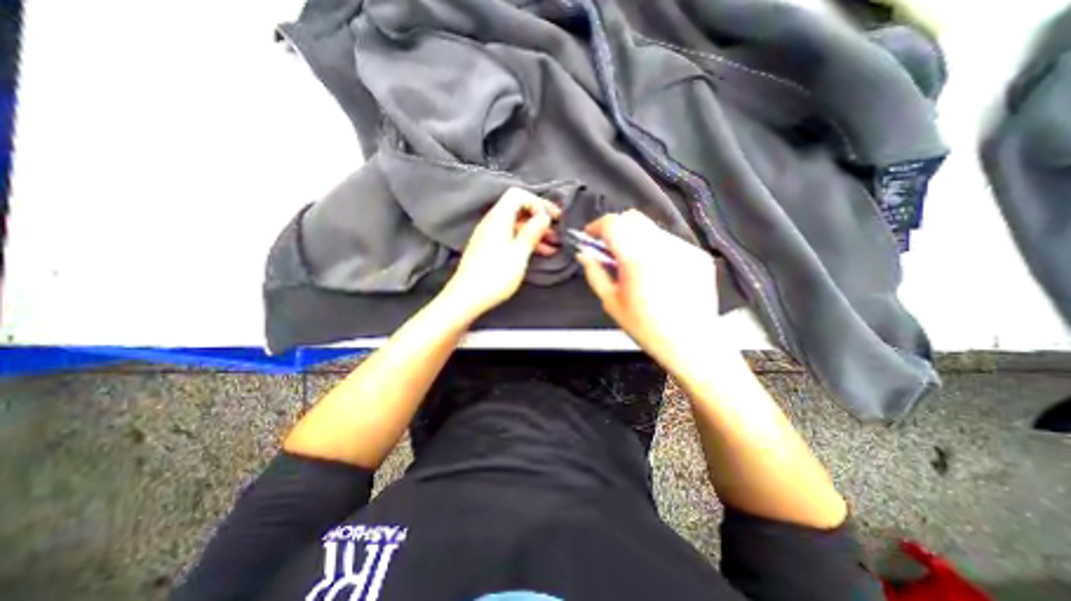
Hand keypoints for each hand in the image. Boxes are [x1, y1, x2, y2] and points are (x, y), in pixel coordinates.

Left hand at [442, 187, 560, 320]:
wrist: (467, 297)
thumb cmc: (495, 276)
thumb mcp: (519, 254)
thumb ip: (532, 233)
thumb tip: (544, 217)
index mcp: (498, 218)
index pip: (518, 195)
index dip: (538, 202)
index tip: (553, 218)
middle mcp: (492, 222)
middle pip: (518, 209)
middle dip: (539, 218)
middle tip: (557, 230)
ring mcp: (489, 235)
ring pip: (516, 225)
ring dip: (535, 232)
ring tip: (553, 244)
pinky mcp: (489, 247)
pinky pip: (510, 236)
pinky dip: (525, 241)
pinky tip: (540, 252)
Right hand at [578, 212, 717, 367]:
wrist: (691, 343)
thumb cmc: (645, 327)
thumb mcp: (611, 302)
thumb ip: (595, 273)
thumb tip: (584, 253)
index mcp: (637, 259)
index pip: (613, 223)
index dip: (597, 226)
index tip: (590, 237)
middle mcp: (662, 246)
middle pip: (632, 218)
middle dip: (616, 228)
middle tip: (610, 249)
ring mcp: (684, 248)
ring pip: (651, 229)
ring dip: (636, 239)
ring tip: (635, 264)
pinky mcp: (698, 255)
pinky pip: (670, 242)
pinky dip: (656, 249)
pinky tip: (657, 272)